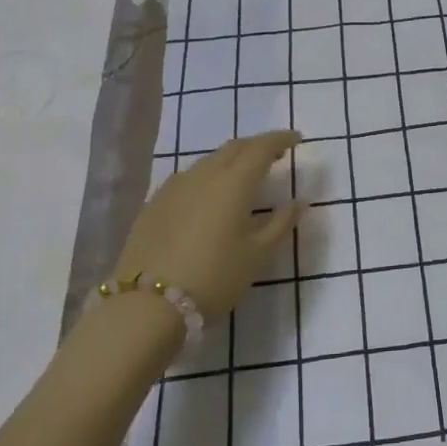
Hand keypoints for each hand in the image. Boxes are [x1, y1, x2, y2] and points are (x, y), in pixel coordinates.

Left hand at [113, 132, 303, 320]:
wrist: (146, 306)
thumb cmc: (214, 278)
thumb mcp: (257, 255)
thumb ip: (281, 223)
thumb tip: (299, 202)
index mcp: (234, 182)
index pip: (261, 147)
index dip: (280, 139)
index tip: (296, 139)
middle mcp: (204, 174)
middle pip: (234, 147)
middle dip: (257, 146)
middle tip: (274, 156)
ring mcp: (175, 186)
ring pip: (209, 161)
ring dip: (231, 160)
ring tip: (243, 176)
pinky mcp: (154, 203)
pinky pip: (188, 178)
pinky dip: (207, 177)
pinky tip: (208, 196)